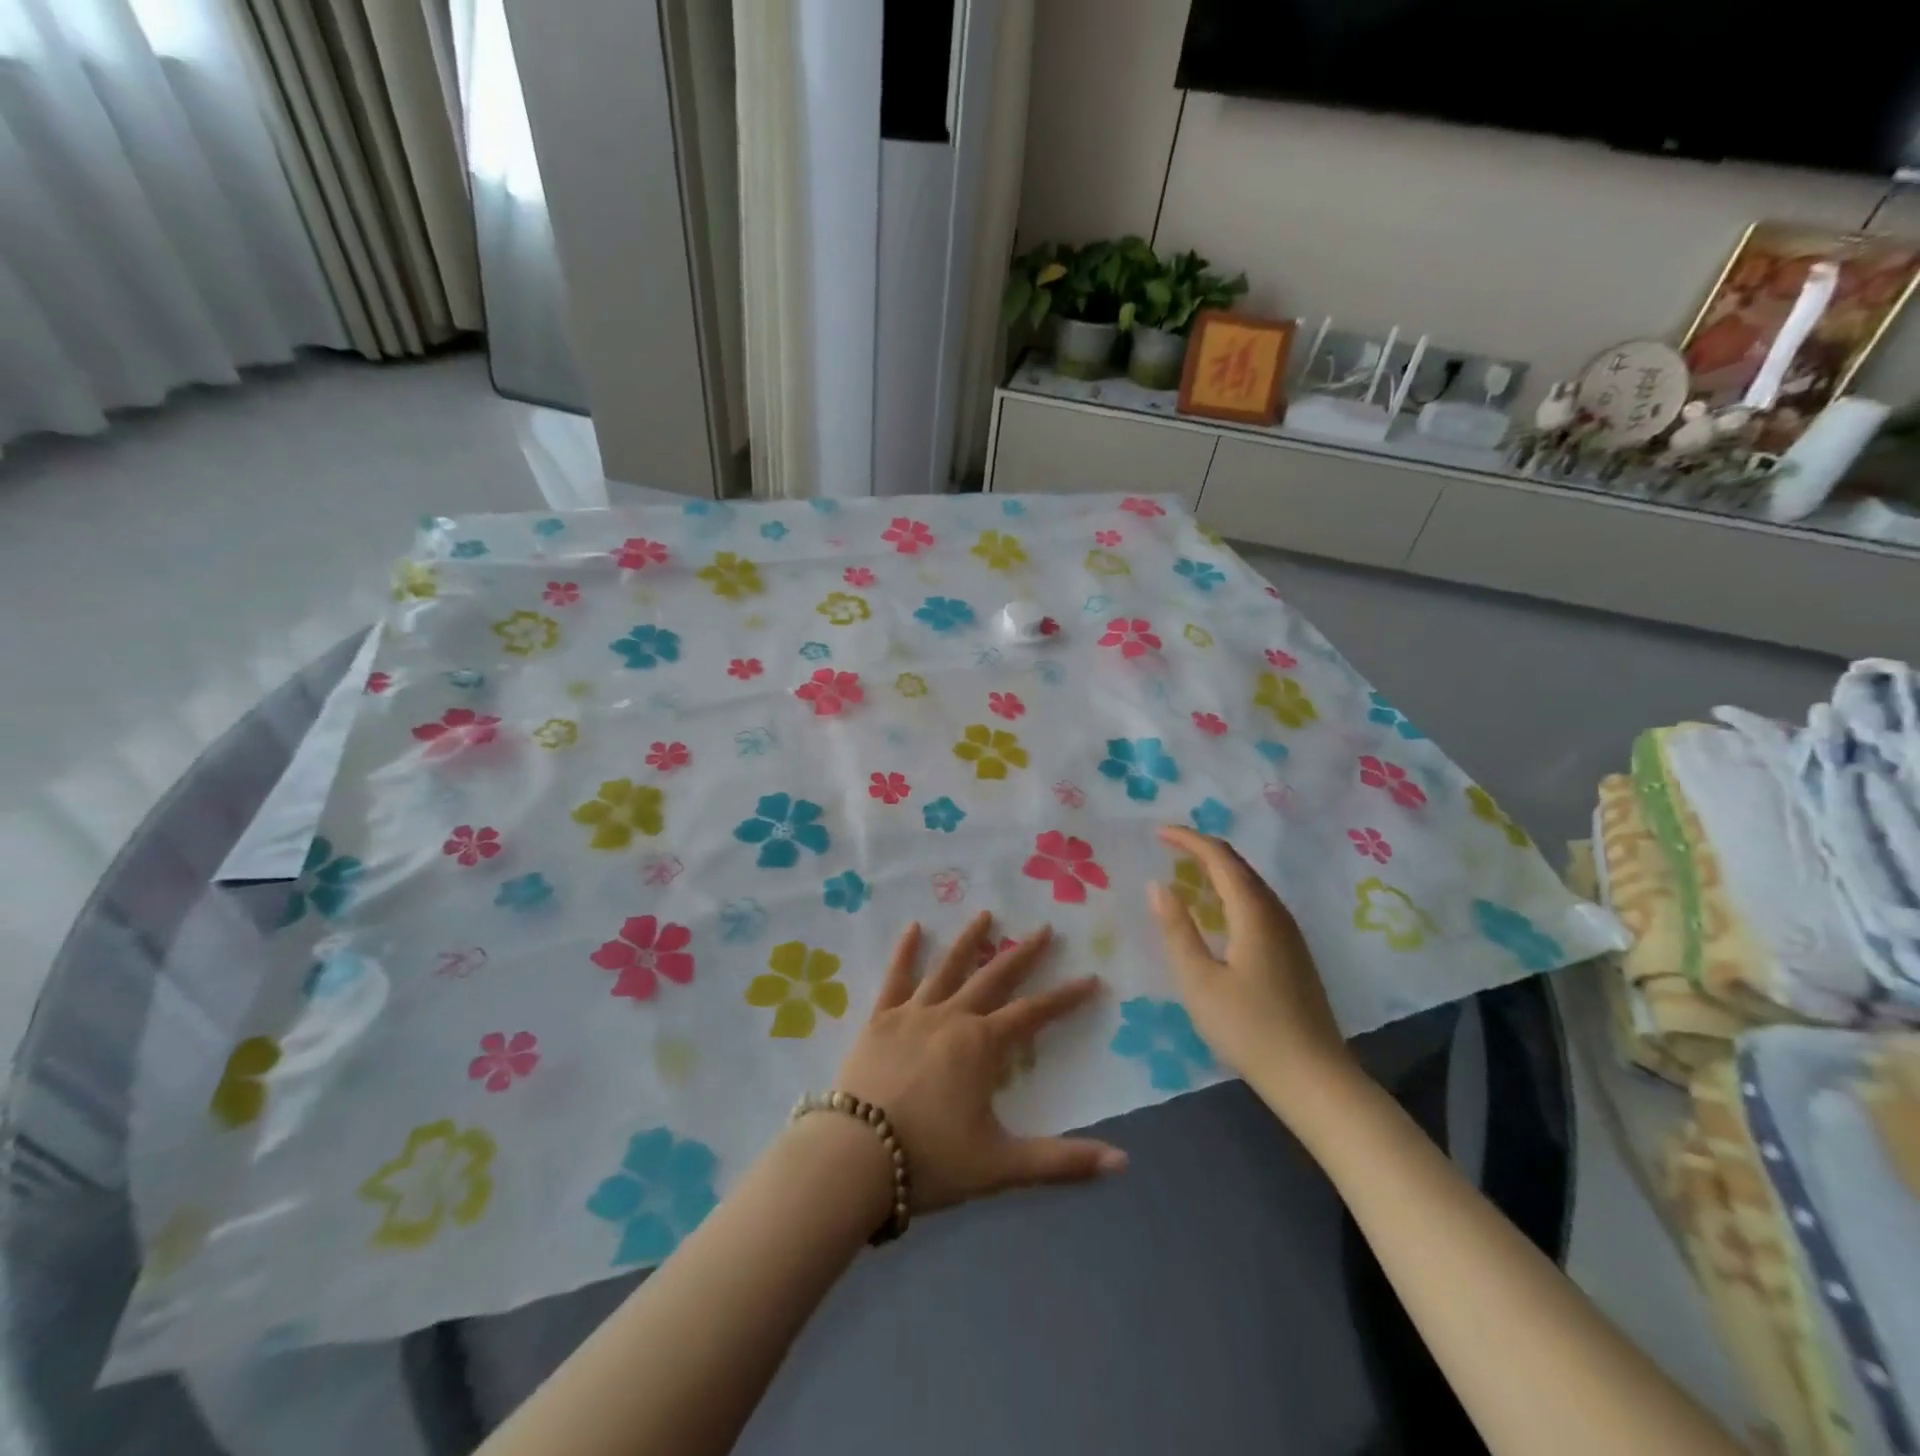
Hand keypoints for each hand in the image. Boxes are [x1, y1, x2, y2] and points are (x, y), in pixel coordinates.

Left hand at [834, 914, 1126, 1213]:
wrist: (854, 1157)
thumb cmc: (930, 1160)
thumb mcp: (1001, 1166)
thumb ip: (1062, 1162)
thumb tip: (1122, 1163)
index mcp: (982, 1045)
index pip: (1034, 1014)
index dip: (1065, 997)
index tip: (1091, 978)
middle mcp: (952, 1017)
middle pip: (994, 977)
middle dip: (1023, 953)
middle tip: (1044, 928)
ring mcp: (912, 1013)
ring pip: (947, 967)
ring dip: (969, 940)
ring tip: (985, 913)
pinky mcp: (879, 1019)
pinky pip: (895, 977)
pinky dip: (905, 951)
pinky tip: (913, 927)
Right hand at [1148, 826, 1364, 1126]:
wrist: (1314, 1079)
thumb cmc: (1249, 1029)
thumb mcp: (1199, 981)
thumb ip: (1176, 929)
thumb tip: (1157, 884)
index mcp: (1254, 913)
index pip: (1220, 857)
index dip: (1188, 839)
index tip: (1157, 832)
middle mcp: (1276, 914)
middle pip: (1239, 865)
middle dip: (1202, 849)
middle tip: (1167, 846)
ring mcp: (1290, 934)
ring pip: (1251, 884)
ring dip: (1218, 869)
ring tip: (1185, 871)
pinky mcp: (1293, 953)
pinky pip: (1258, 903)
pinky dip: (1231, 891)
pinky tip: (1217, 911)